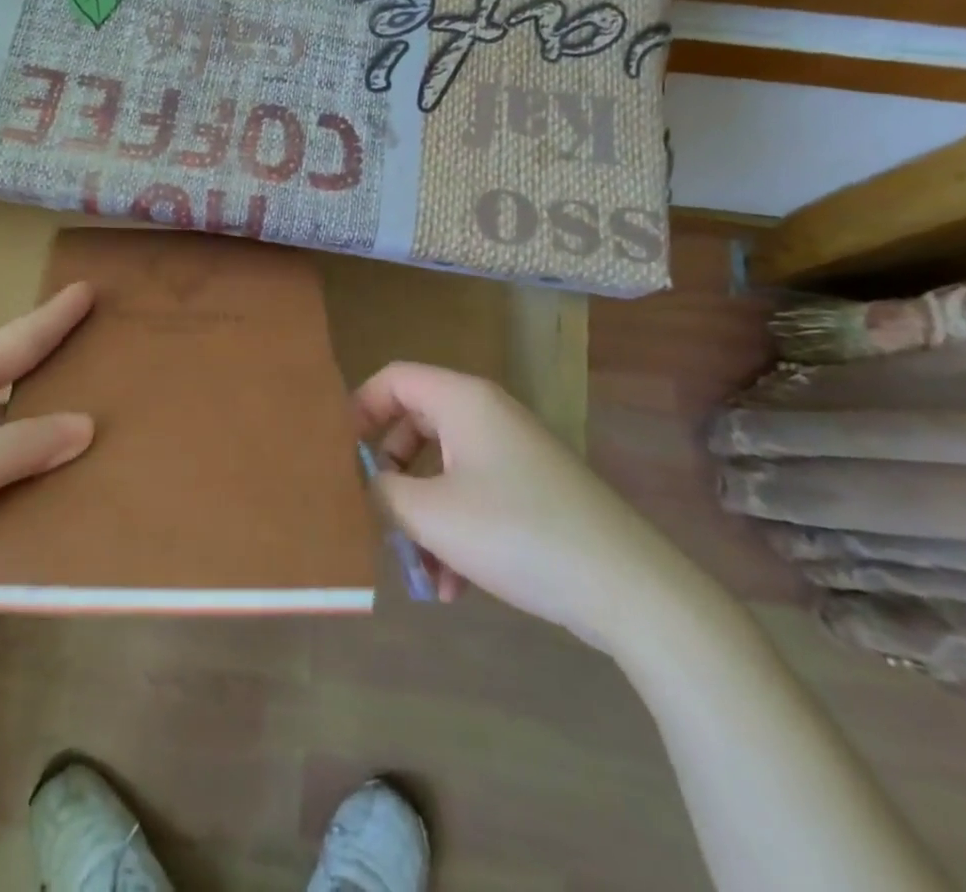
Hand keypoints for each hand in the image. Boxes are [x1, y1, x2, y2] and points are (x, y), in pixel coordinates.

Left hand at [0, 285, 96, 683]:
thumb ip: (18, 447)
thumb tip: (89, 425)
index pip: (15, 343)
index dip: (55, 318)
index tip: (94, 291)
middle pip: (28, 400)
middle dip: (74, 387)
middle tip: (135, 371)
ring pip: (27, 461)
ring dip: (67, 460)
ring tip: (134, 443)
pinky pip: (16, 515)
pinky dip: (47, 514)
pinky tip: (95, 513)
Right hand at [354, 362, 697, 651]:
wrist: (628, 587)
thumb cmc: (517, 533)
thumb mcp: (432, 514)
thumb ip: (382, 491)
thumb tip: (363, 481)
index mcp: (462, 400)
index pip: (393, 379)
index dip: (359, 409)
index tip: (338, 455)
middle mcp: (486, 414)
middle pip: (414, 425)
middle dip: (390, 476)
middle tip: (375, 515)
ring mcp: (512, 452)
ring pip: (442, 470)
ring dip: (422, 517)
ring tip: (419, 573)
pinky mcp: (531, 489)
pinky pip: (473, 495)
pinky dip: (454, 532)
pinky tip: (454, 587)